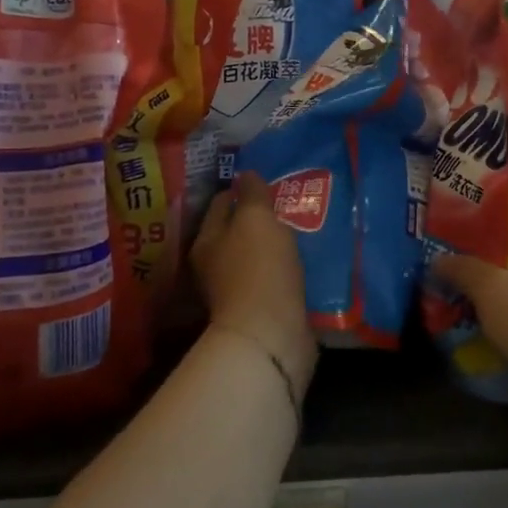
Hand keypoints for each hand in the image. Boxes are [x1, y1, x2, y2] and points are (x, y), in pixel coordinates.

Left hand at [191, 173, 317, 384]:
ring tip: (298, 232)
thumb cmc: (258, 267)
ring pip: (254, 258)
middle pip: (235, 233)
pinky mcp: (259, 312)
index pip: (219, 204)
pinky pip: (271, 281)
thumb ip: (251, 194)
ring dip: (271, 247)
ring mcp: (235, 292)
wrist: (270, 333)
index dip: (238, 190)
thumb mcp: (256, 218)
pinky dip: (283, 271)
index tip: (263, 181)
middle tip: (285, 205)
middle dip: (256, 220)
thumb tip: (245, 174)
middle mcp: (214, 267)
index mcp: (206, 241)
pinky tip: (302, 264)